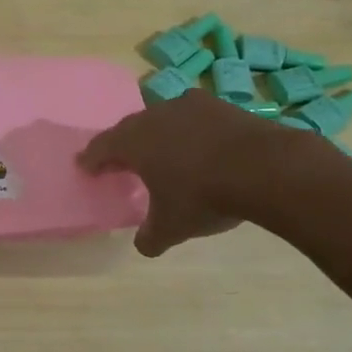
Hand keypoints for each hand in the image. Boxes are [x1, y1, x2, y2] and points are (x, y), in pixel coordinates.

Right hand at [77, 89, 322, 255]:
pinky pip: (195, 118)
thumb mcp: (172, 227)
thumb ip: (151, 236)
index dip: (92, 159)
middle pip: (130, 128)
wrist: (266, 168)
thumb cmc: (204, 196)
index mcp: (133, 142)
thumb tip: (143, 245)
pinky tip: (201, 147)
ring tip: (163, 152)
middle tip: (121, 160)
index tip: (85, 165)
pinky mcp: (222, 106)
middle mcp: (155, 116)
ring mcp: (190, 106)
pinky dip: (191, 132)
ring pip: (164, 119)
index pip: (102, 147)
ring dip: (159, 135)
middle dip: (123, 144)